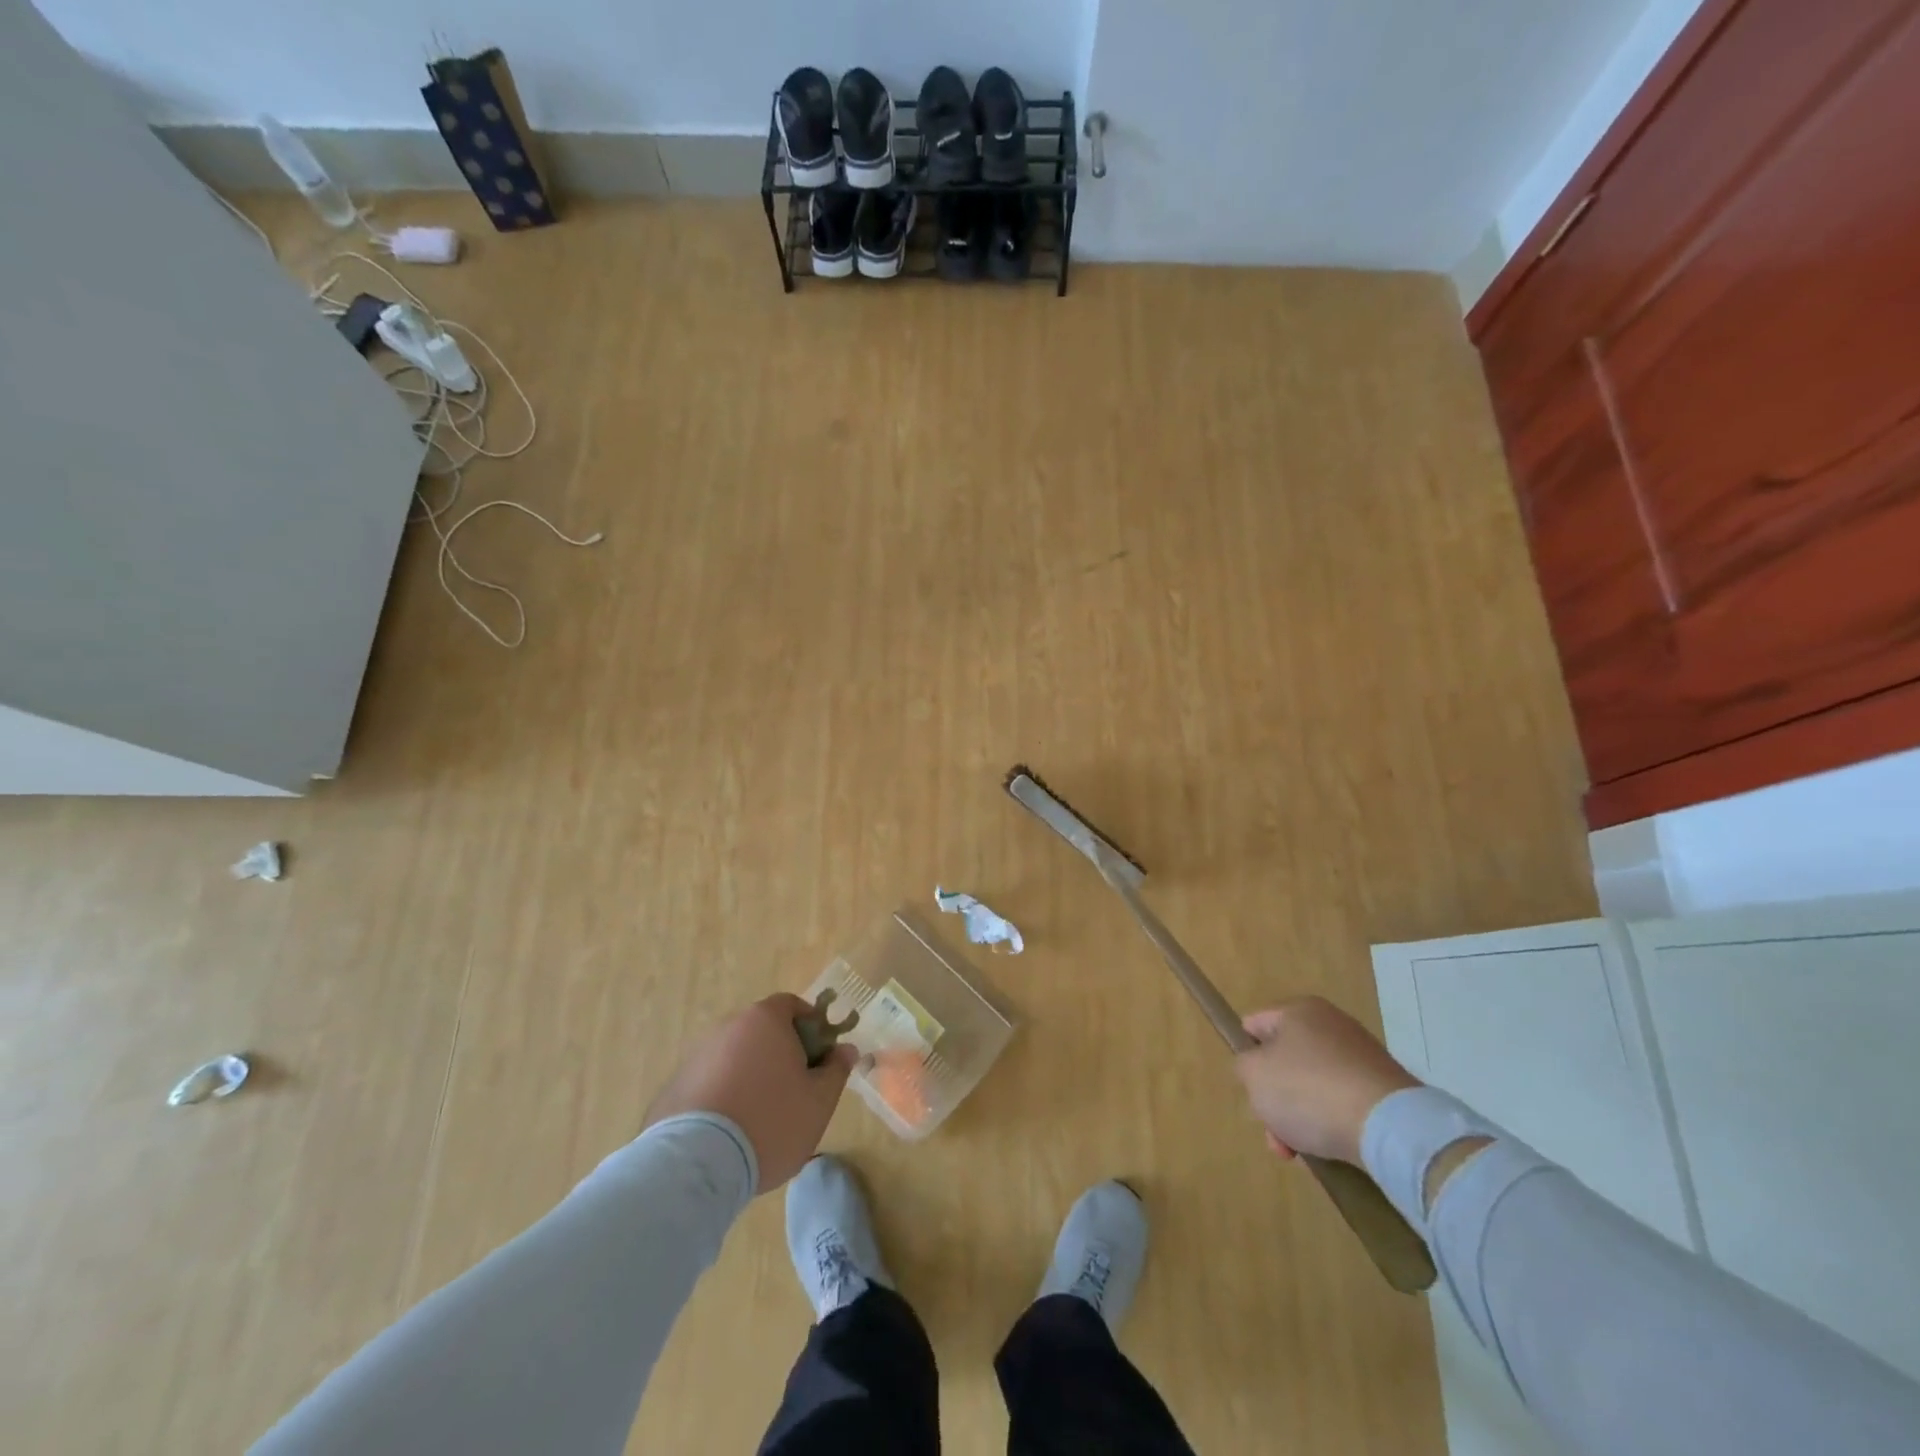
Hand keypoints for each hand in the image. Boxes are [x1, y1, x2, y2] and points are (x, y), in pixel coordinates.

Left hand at [645, 994, 855, 1191]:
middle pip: (762, 1031)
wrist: (697, 1164)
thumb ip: (836, 1070)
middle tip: (795, 1090)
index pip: (791, 1006)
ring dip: (751, 1076)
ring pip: (735, 1058)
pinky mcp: (675, 1087)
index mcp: (765, 1020)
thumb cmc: (771, 1122)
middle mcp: (728, 1028)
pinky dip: (723, 1096)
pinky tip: (730, 1132)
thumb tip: (846, 1049)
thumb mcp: (819, 1101)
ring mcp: (697, 1056)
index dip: (810, 1026)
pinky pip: (710, 1083)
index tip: (819, 1057)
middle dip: (781, 1053)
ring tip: (760, 1118)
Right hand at [1234, 995, 1420, 1165]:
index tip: (1250, 1090)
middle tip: (1274, 1133)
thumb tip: (1258, 1069)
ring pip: (1313, 1087)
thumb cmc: (1309, 1090)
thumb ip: (1243, 1065)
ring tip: (1300, 1152)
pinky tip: (1330, 1149)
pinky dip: (1332, 1124)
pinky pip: (1344, 1103)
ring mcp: (1362, 1056)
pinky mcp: (1386, 1089)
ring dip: (1300, 1118)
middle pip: (1285, 1062)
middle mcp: (1332, 1024)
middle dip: (1274, 1099)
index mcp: (1299, 1009)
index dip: (1245, 1058)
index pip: (1254, 1027)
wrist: (1389, 1127)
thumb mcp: (1253, 1074)